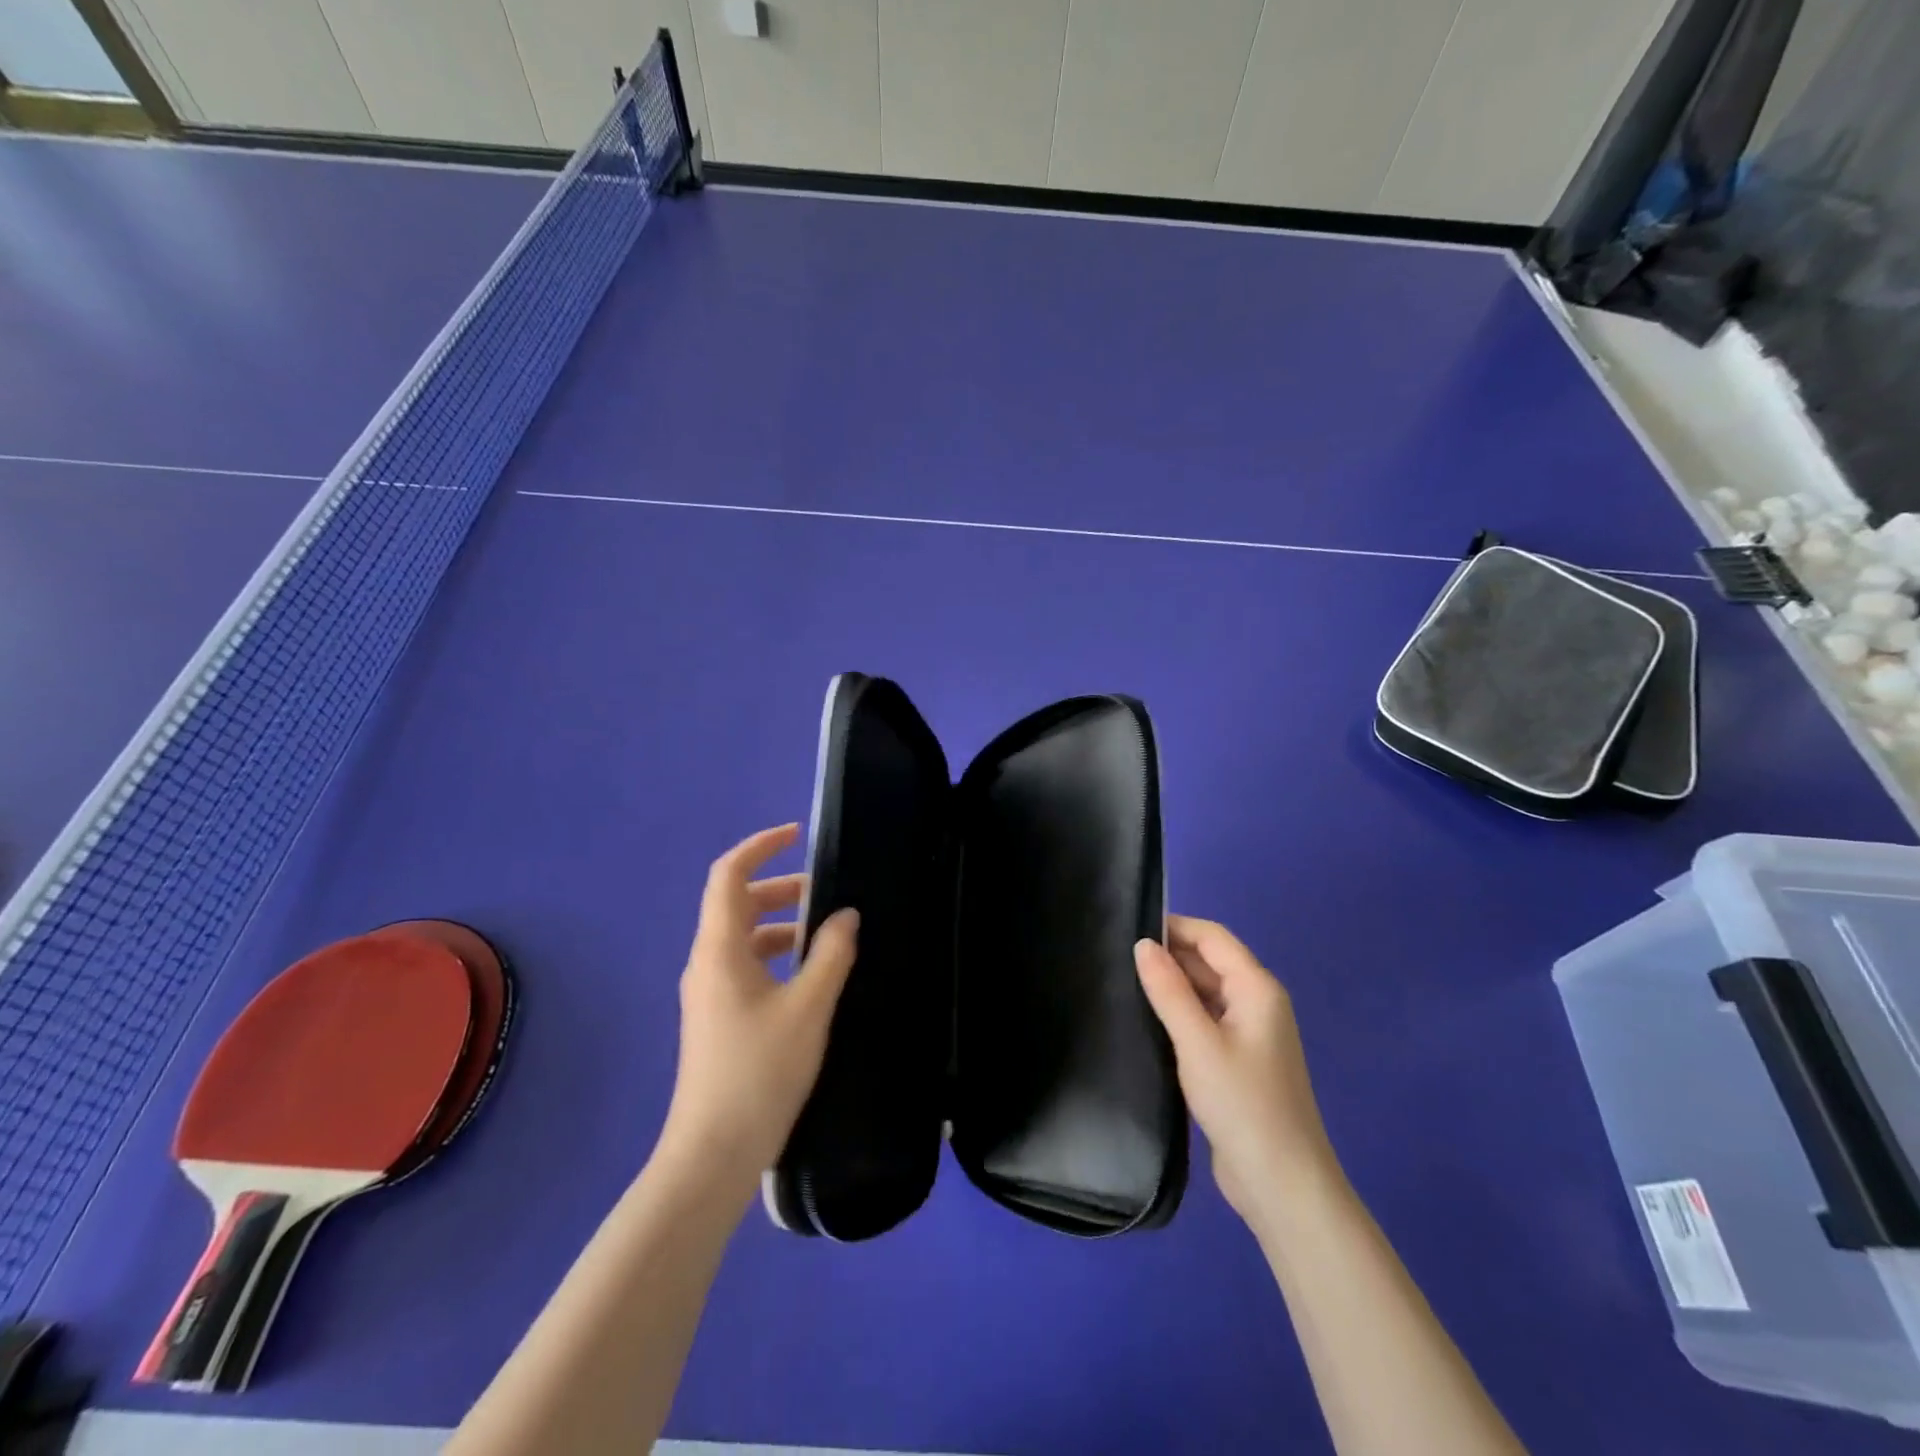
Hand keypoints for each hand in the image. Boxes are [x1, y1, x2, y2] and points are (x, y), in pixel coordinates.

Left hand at [660, 824, 859, 1186]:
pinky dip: (775, 954)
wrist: (712, 1154)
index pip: (729, 875)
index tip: (798, 835)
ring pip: (742, 937)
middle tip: (825, 892)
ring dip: (780, 924)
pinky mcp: (716, 1018)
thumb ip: (830, 954)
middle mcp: (706, 962)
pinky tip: (807, 977)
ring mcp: (707, 993)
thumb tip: (846, 915)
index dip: (760, 846)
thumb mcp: (808, 1008)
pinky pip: (745, 966)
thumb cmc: (759, 1072)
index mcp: (719, 949)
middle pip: (736, 903)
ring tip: (825, 935)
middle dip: (779, 888)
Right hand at [1135, 916, 1339, 1230]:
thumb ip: (1169, 990)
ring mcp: (1248, 1033)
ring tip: (1122, 980)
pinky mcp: (1236, 1060)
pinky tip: (1146, 1019)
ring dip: (1172, 984)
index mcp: (1257, 988)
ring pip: (1205, 991)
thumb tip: (1142, 943)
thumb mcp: (1198, 1043)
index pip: (1212, 937)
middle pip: (1210, 961)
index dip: (1174, 926)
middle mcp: (1256, 1002)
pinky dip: (1179, 1012)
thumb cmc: (1243, 1104)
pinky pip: (1205, 1020)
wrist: (1283, 1185)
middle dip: (1169, 954)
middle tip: (1116, 955)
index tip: (1128, 926)